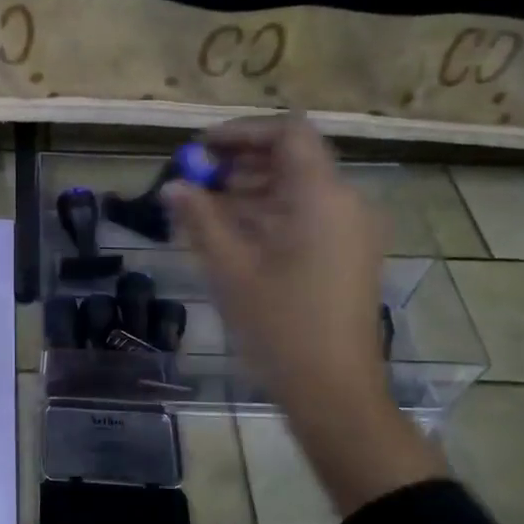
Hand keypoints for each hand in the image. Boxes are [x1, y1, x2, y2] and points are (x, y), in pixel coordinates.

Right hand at [163, 115, 386, 411]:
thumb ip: (200, 218)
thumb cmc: (279, 326)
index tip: (199, 149)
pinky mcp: (347, 255)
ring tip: (203, 210)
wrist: (334, 391)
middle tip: (193, 181)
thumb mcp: (230, 269)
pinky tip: (231, 237)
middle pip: (293, 159)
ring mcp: (350, 231)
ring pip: (297, 190)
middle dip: (240, 163)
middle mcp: (345, 203)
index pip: (288, 133)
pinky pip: (306, 217)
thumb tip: (172, 186)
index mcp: (322, 197)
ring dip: (251, 190)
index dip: (241, 132)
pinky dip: (269, 215)